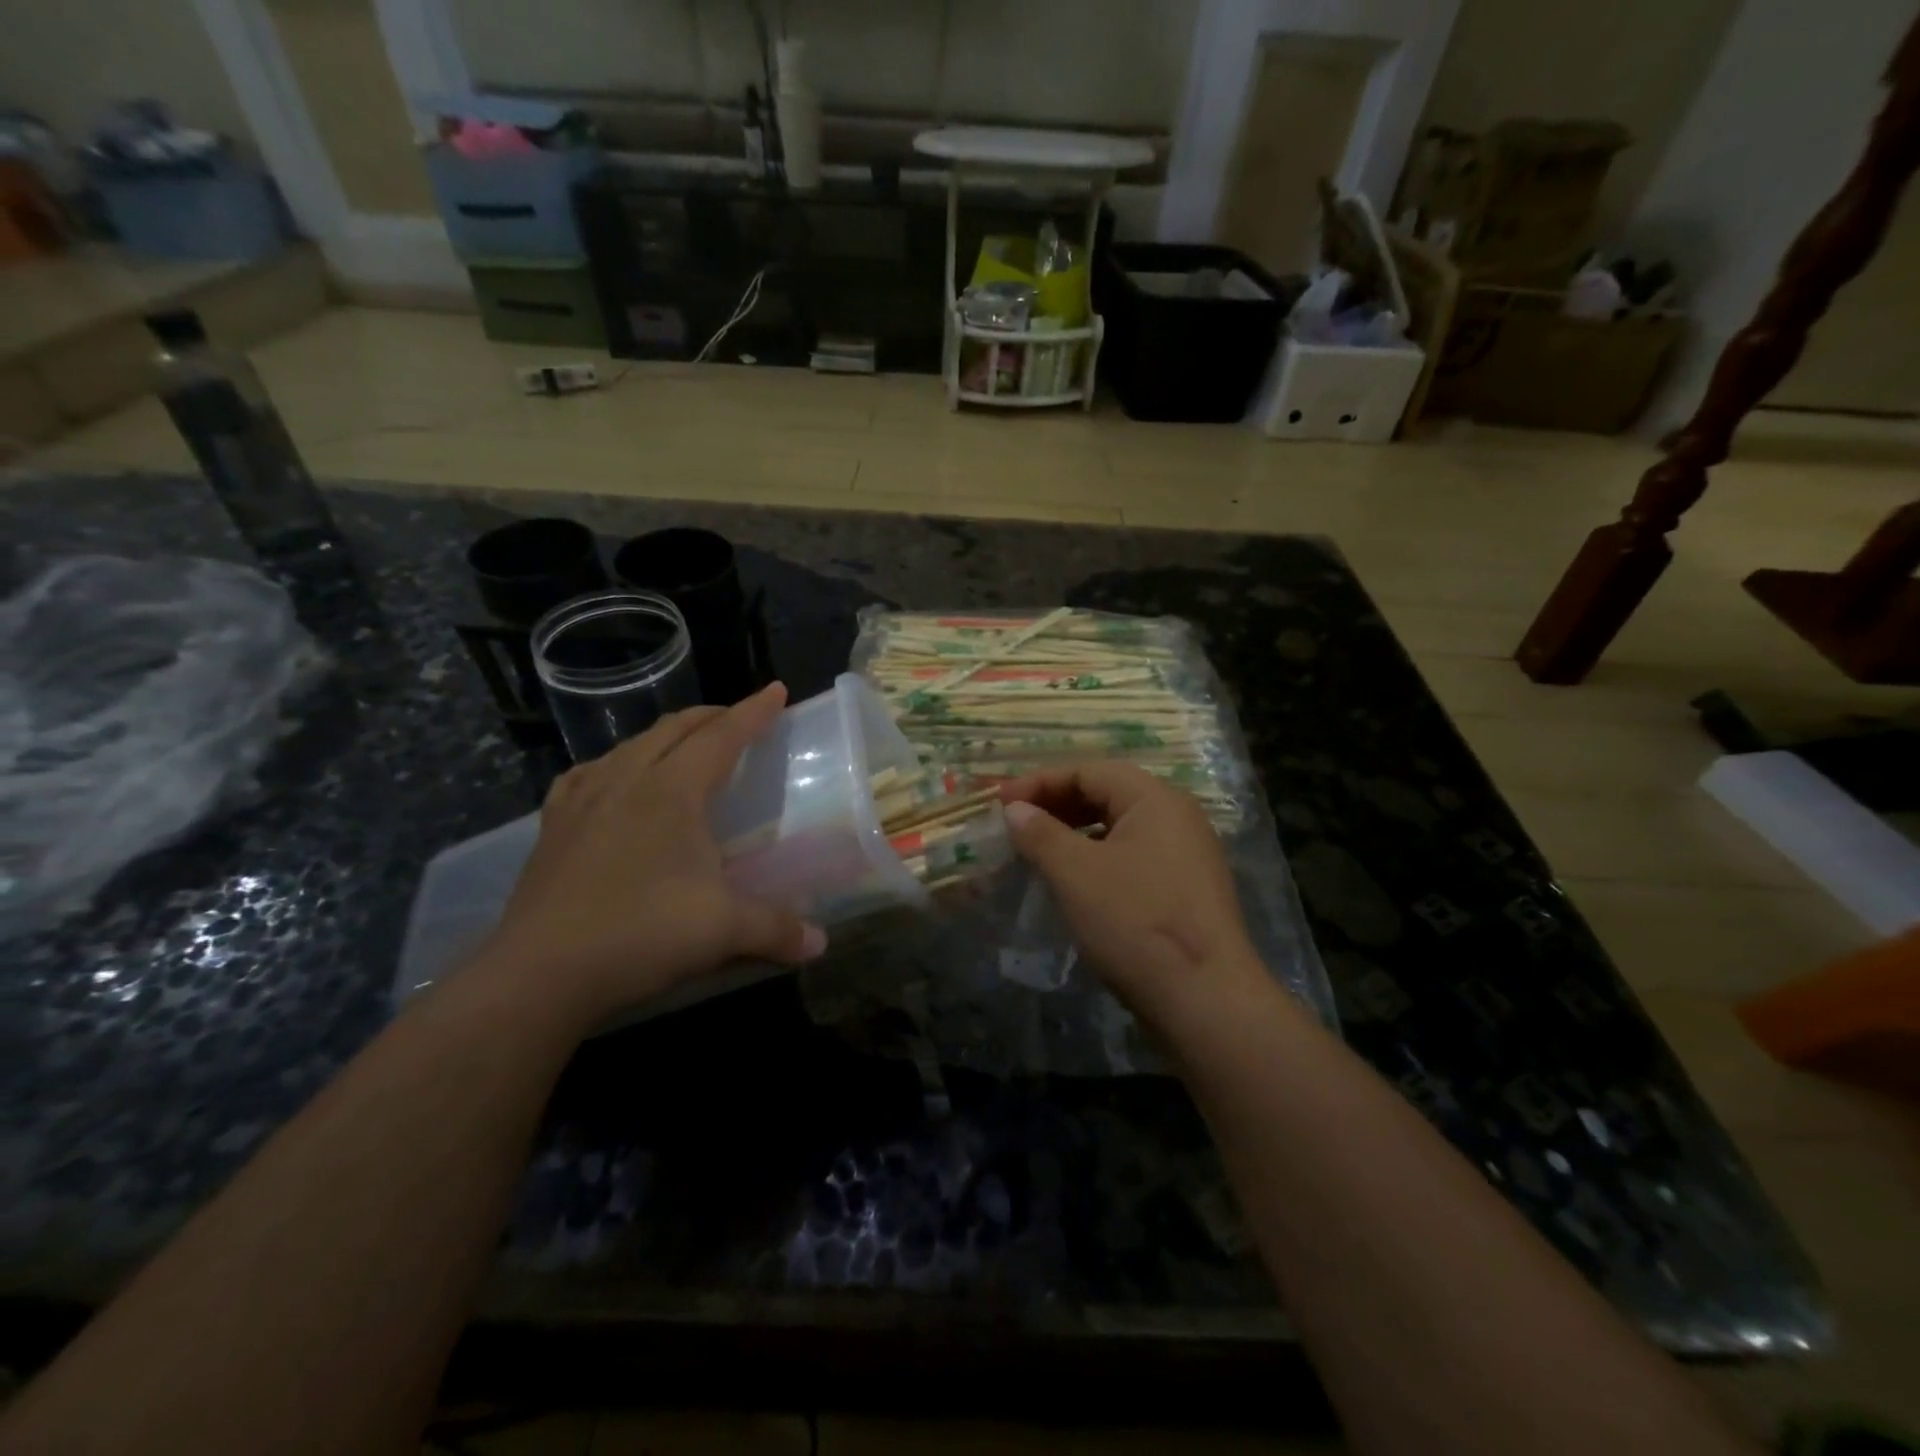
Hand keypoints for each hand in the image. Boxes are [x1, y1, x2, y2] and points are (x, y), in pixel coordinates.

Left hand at [467, 683, 825, 1029]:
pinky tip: (613, 779)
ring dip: (666, 736)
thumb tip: (820, 944)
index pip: (722, 736)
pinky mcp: (553, 826)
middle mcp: (627, 780)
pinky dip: (614, 764)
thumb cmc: (641, 934)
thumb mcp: (723, 930)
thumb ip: (777, 929)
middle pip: (675, 729)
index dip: (753, 712)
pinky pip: (588, 773)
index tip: (776, 690)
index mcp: (672, 791)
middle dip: (712, 717)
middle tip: (738, 720)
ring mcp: (583, 800)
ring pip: (631, 745)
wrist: (540, 972)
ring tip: (683, 747)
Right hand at [999, 763, 1264, 1021]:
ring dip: (1074, 832)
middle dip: (1056, 804)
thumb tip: (1015, 809)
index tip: (999, 802)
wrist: (1206, 999)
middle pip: (1106, 794)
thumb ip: (1041, 834)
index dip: (1039, 782)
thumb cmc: (1136, 922)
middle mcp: (1176, 816)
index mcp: (1154, 798)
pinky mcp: (1185, 889)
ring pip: (1118, 827)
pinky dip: (1096, 857)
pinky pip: (1131, 856)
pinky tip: (1074, 882)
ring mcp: (1185, 853)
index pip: (1088, 770)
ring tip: (1037, 851)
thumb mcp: (1076, 873)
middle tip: (1015, 824)